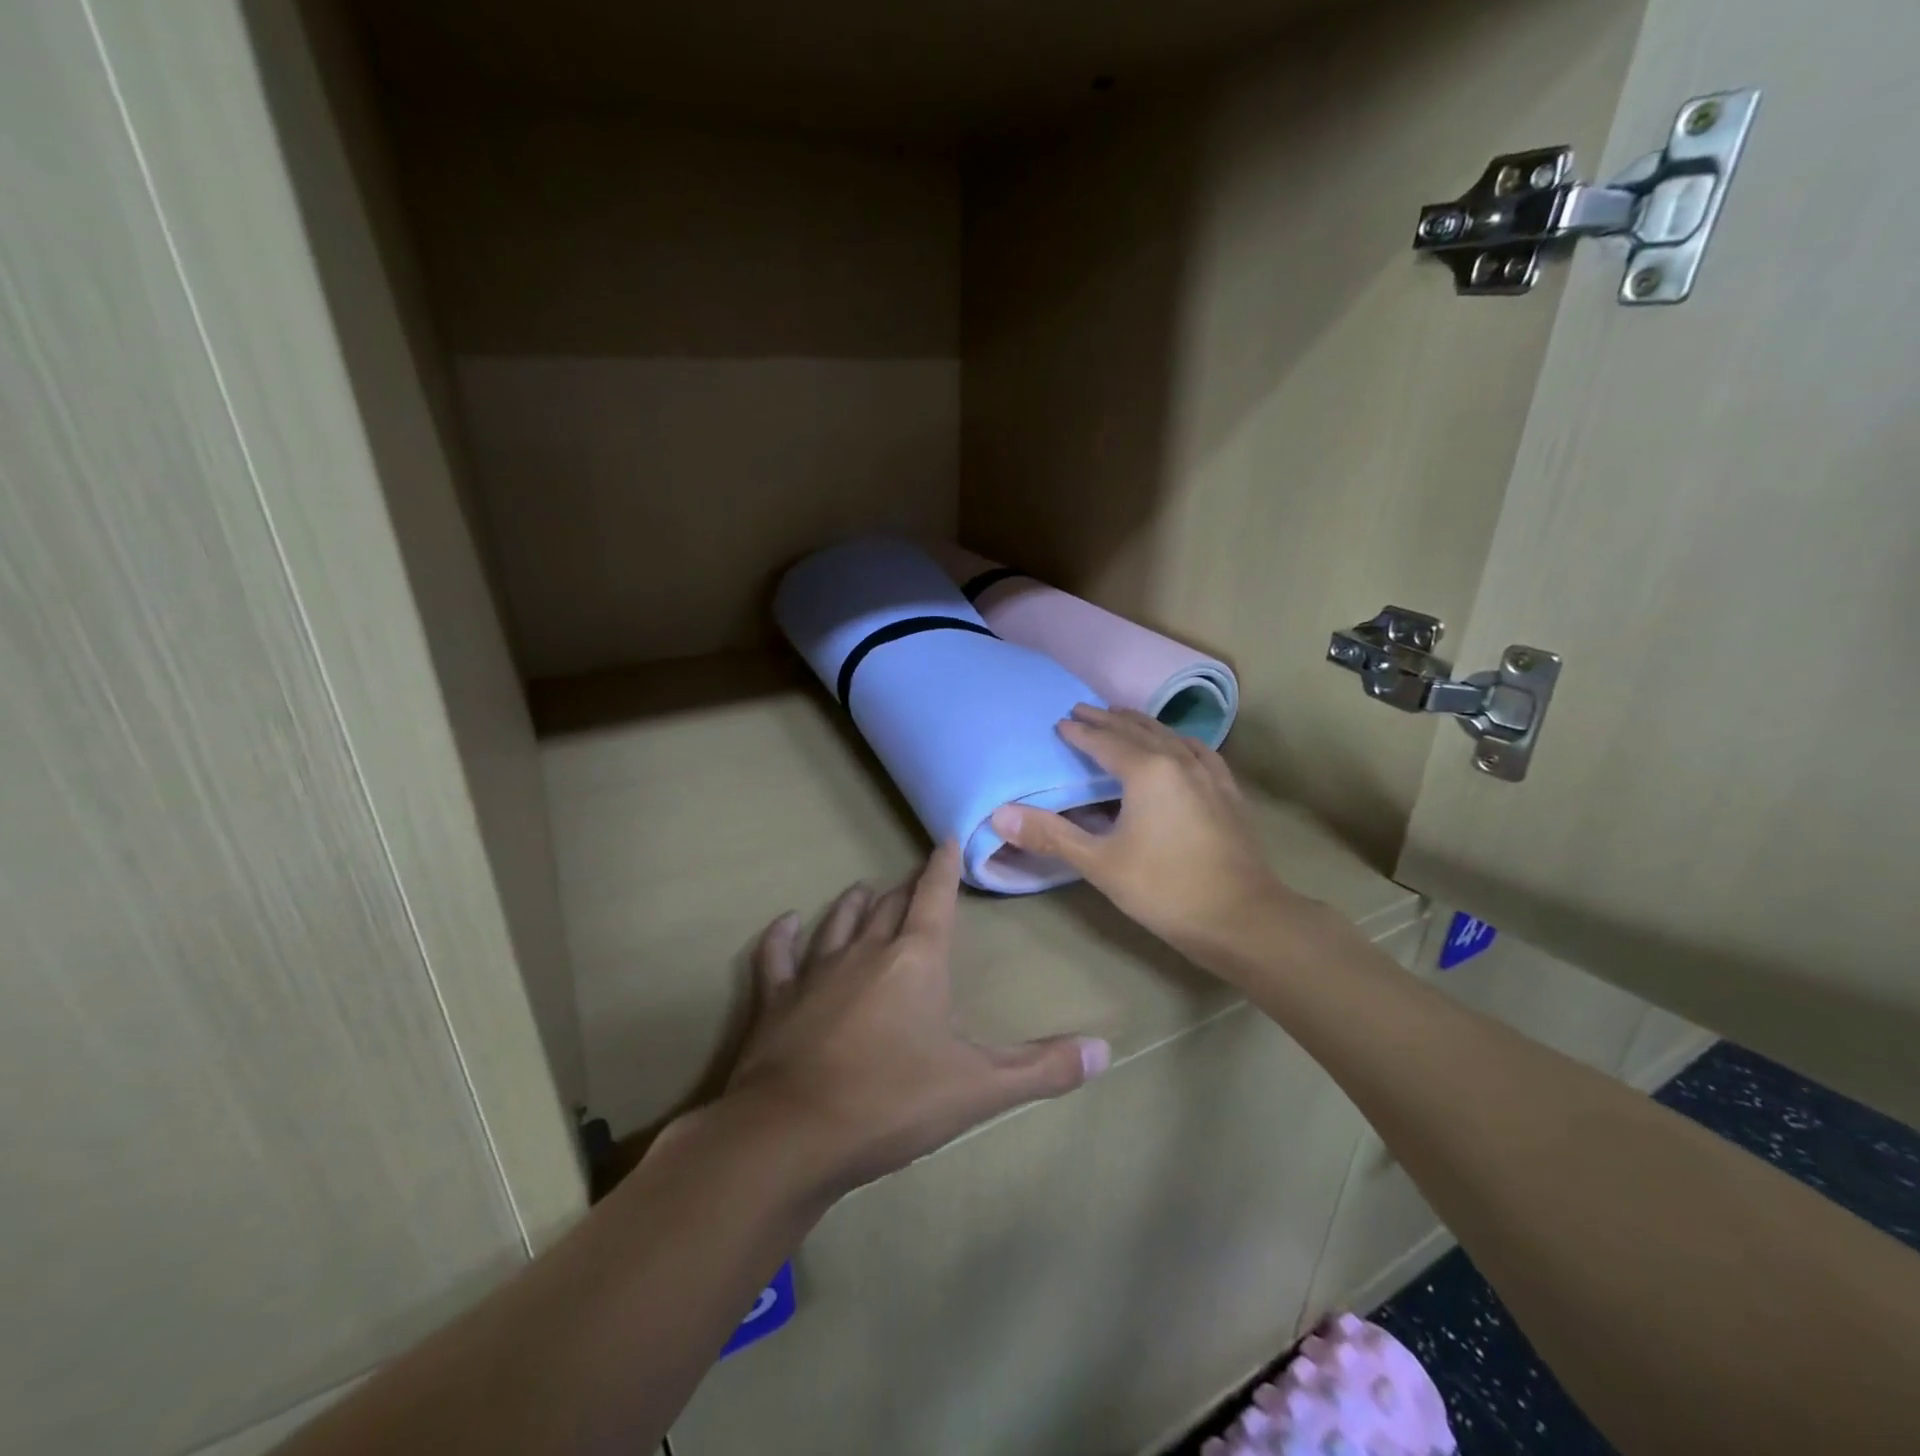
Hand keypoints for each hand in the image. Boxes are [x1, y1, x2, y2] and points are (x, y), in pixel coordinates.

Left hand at [724, 843, 1110, 1194]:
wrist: (792, 1134)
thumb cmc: (892, 1102)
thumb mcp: (978, 1089)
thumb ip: (1042, 1068)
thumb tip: (1105, 1051)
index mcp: (916, 960)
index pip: (935, 898)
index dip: (944, 868)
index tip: (946, 839)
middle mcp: (866, 951)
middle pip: (889, 907)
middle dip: (905, 889)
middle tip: (914, 880)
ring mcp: (815, 972)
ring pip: (839, 922)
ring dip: (854, 904)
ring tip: (863, 890)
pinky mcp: (776, 998)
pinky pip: (777, 956)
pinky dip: (782, 937)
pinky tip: (785, 924)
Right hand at [991, 706, 1309, 961]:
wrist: (1242, 917)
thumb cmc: (1164, 889)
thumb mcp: (1099, 864)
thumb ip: (1051, 835)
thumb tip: (1000, 814)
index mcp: (1146, 771)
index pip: (1105, 742)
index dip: (1080, 732)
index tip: (1060, 722)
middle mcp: (1178, 761)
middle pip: (1137, 730)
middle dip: (1107, 719)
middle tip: (1084, 709)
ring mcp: (1208, 774)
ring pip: (1169, 736)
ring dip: (1141, 725)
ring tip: (1123, 718)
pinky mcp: (1227, 792)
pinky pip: (1197, 751)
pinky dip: (1177, 741)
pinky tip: (1179, 748)